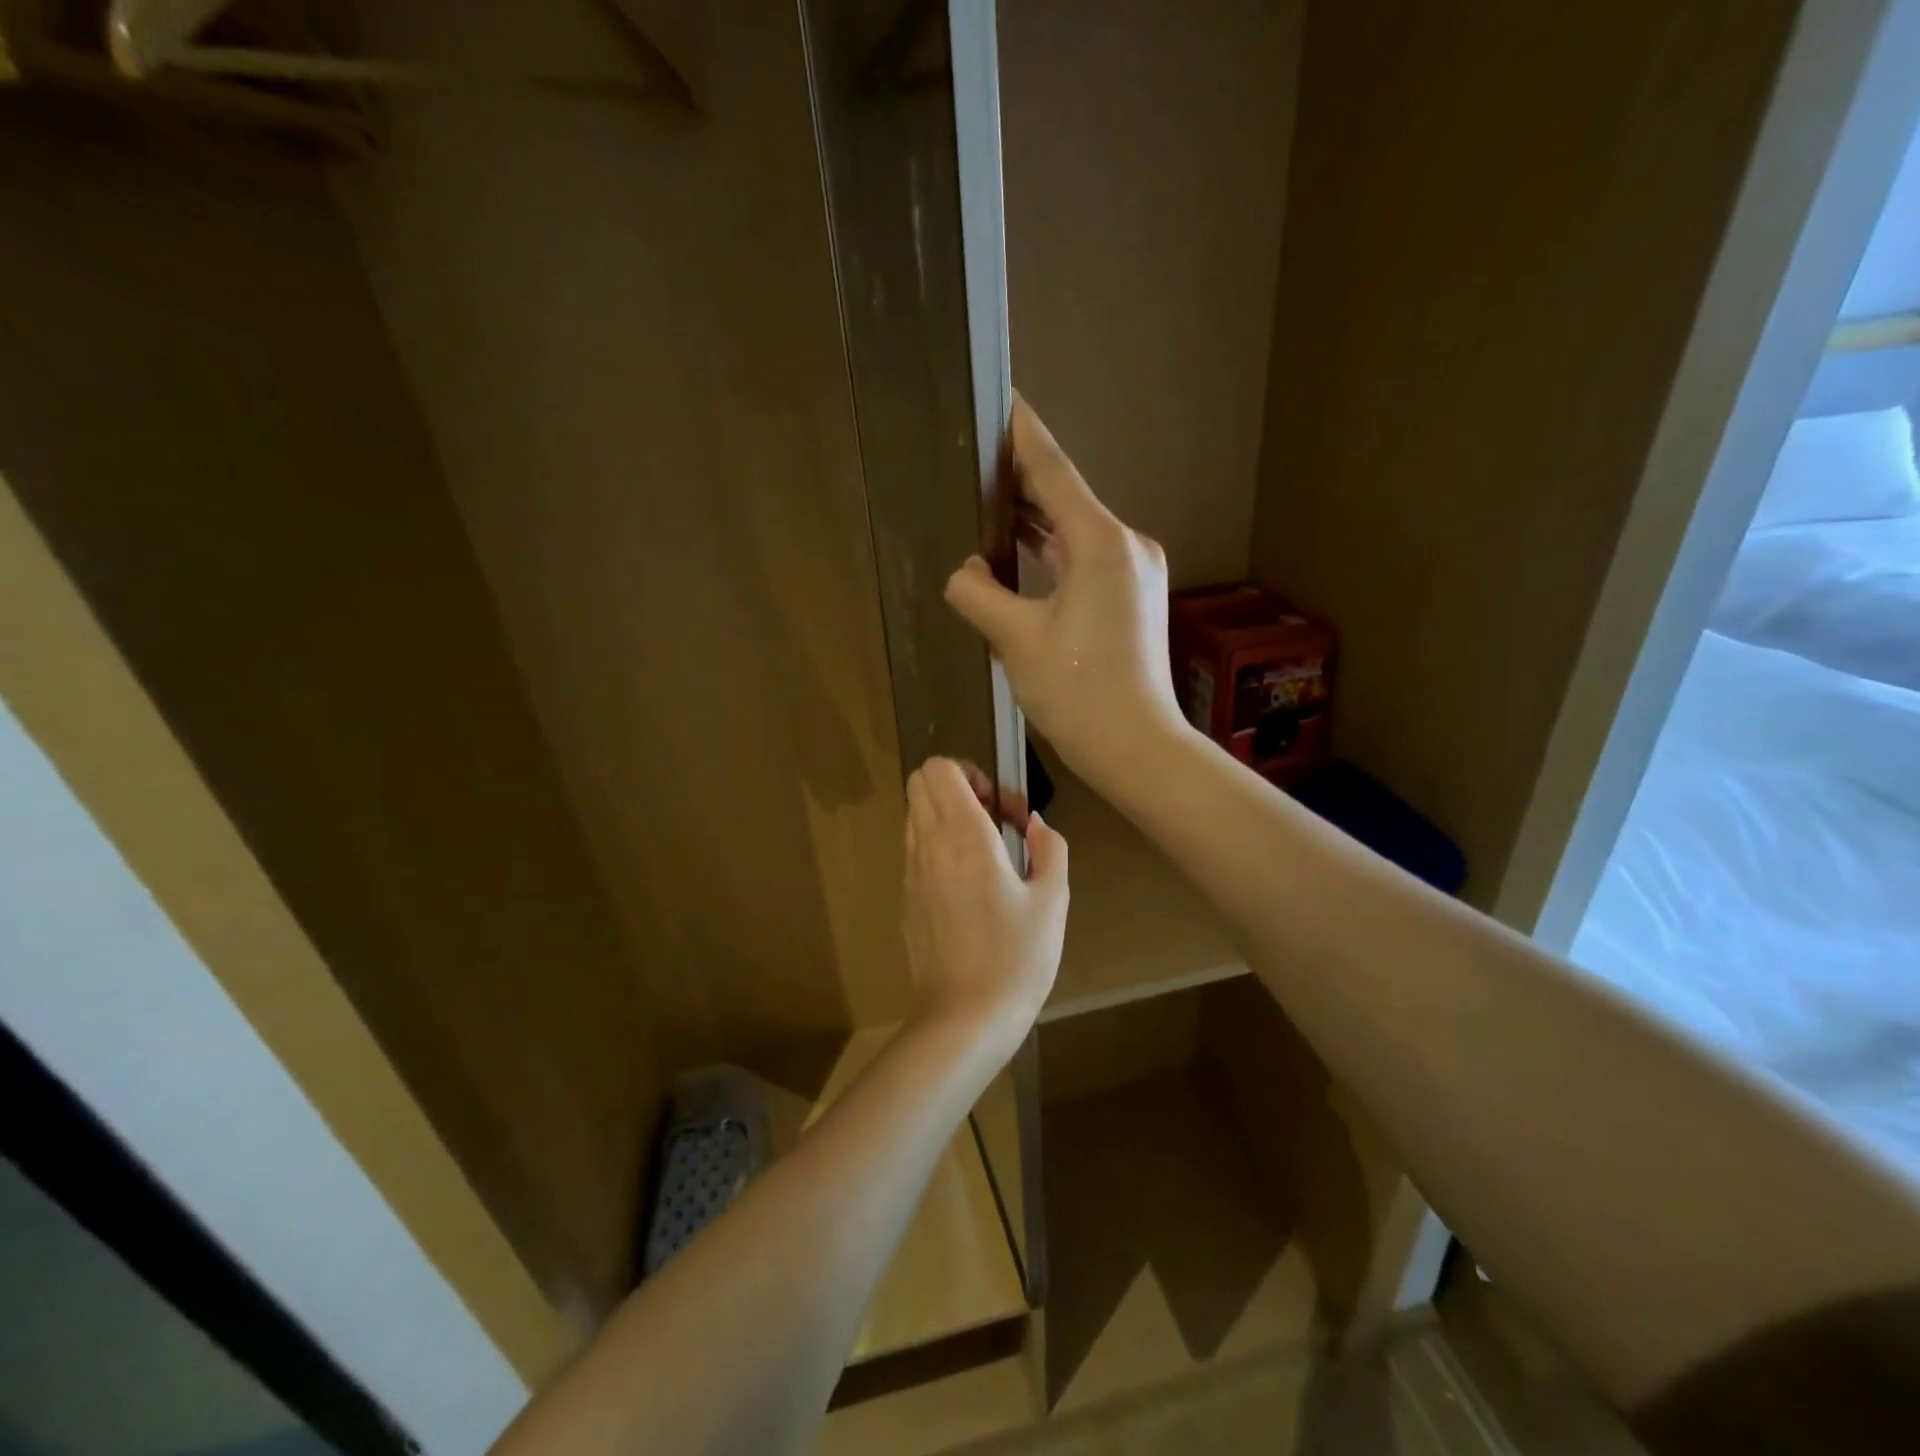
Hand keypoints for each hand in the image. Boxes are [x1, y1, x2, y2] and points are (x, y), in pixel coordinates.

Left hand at [903, 757, 1068, 1045]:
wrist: (963, 1020)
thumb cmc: (1016, 960)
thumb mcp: (1052, 902)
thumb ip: (1049, 850)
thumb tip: (1034, 825)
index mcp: (963, 837)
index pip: (939, 769)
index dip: (971, 772)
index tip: (1001, 808)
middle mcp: (928, 845)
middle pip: (919, 783)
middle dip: (956, 787)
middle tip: (993, 821)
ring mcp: (910, 873)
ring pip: (915, 816)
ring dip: (946, 817)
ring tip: (985, 854)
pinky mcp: (906, 900)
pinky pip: (915, 851)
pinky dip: (937, 847)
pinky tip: (970, 888)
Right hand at [944, 397, 1188, 793]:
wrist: (1135, 746)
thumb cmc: (1077, 692)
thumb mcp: (1016, 640)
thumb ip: (978, 593)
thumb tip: (965, 573)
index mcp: (1100, 543)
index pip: (1053, 470)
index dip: (1021, 433)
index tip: (999, 399)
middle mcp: (1125, 544)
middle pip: (1066, 496)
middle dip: (1022, 477)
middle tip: (976, 454)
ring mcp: (1134, 570)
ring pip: (1076, 529)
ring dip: (1036, 517)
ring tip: (989, 497)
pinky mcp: (1132, 595)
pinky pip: (1085, 556)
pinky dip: (1053, 549)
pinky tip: (1022, 549)